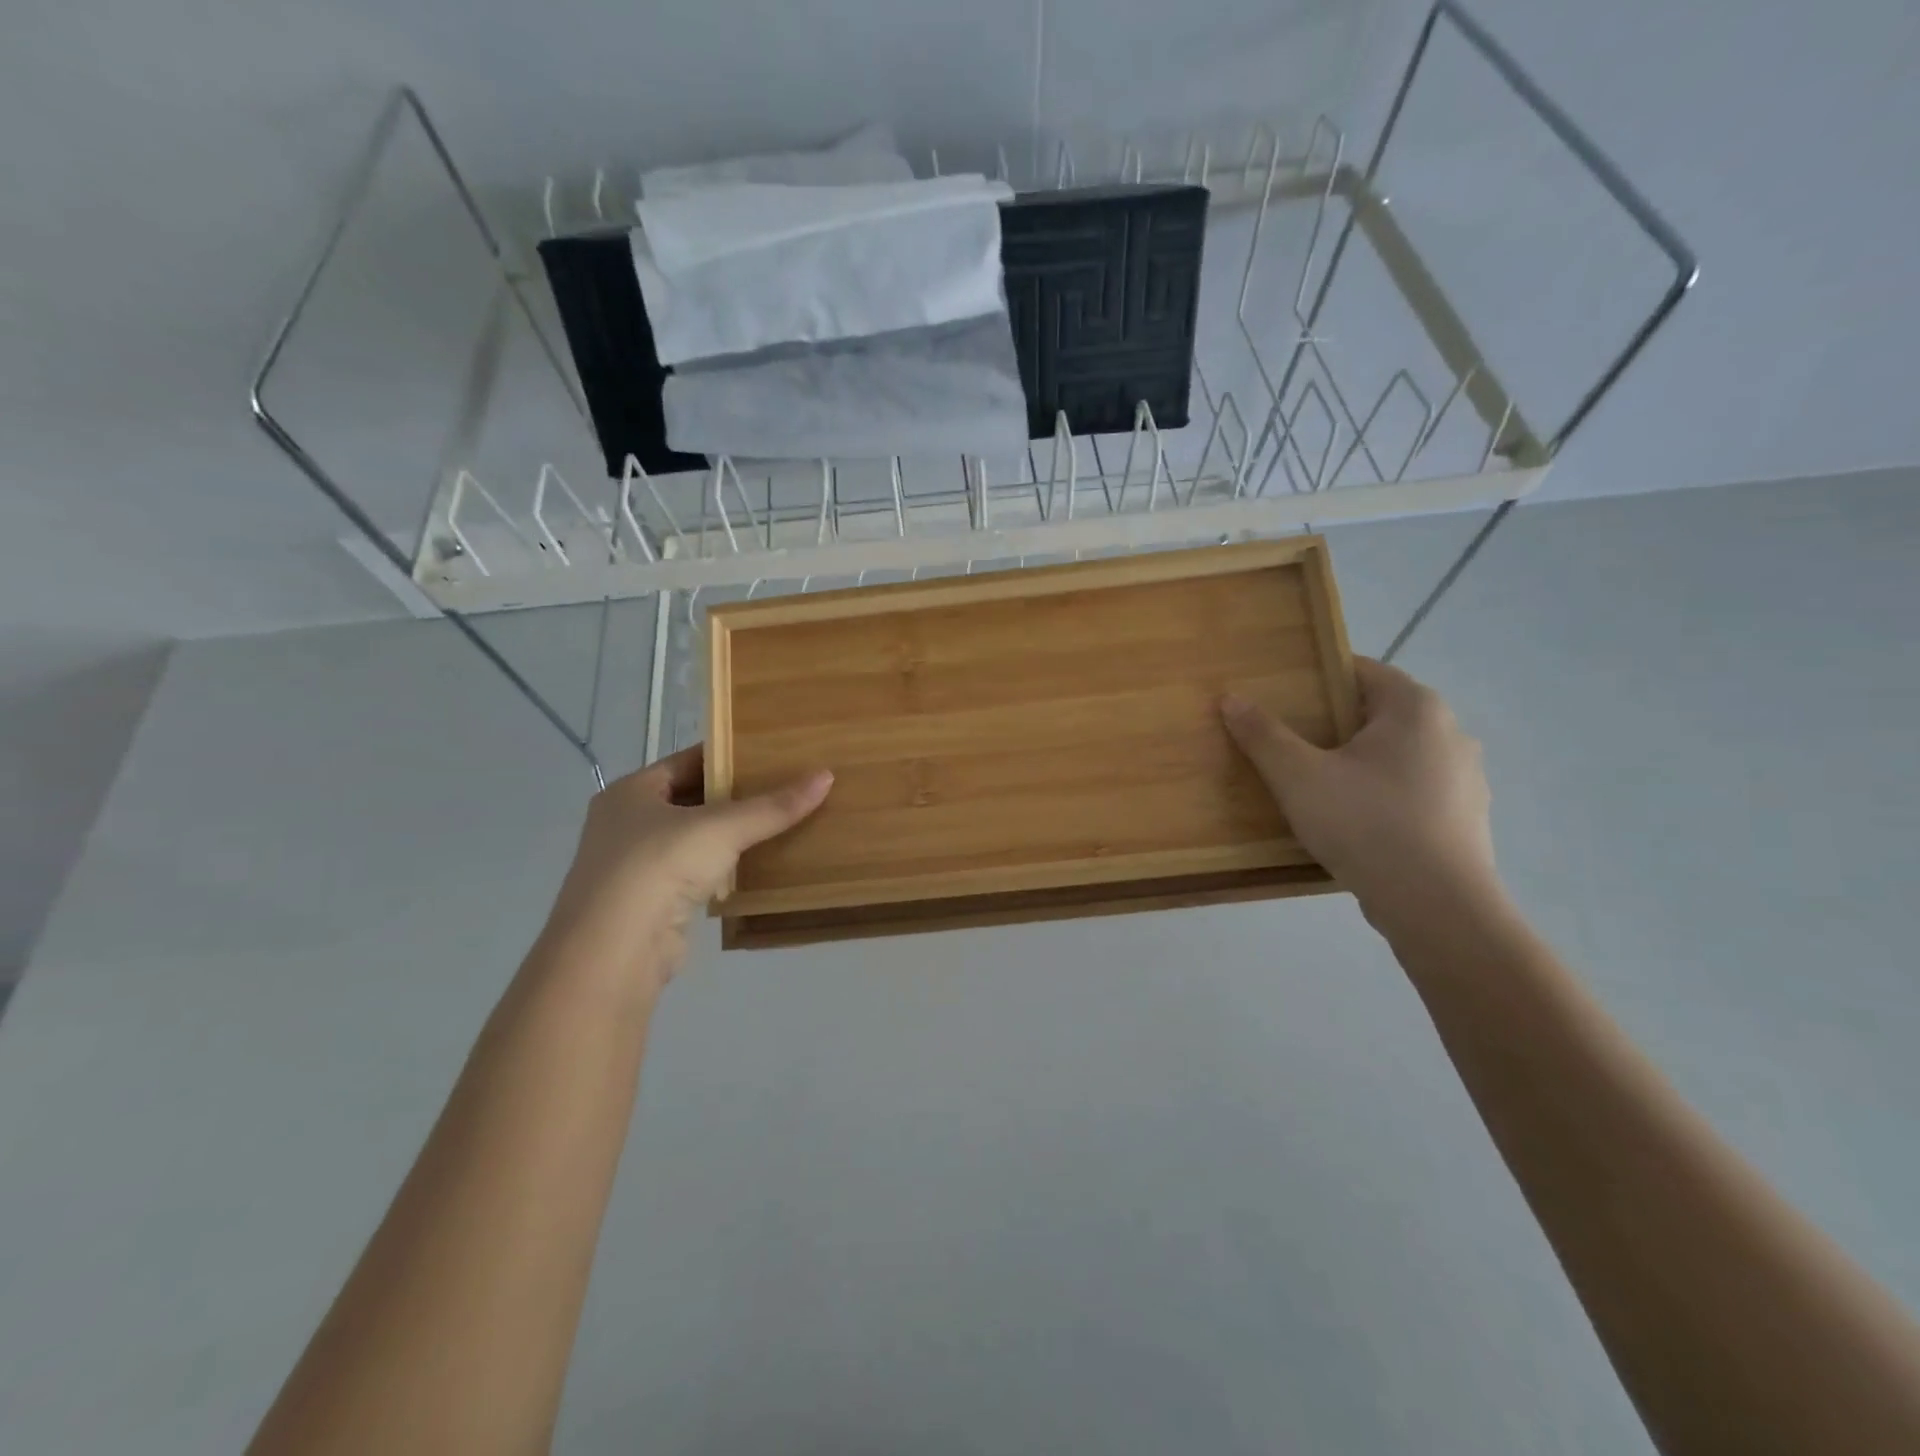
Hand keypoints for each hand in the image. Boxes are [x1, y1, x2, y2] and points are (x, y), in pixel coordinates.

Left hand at [539, 747, 831, 992]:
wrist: (614, 951)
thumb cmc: (659, 867)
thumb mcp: (722, 827)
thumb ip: (773, 806)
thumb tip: (826, 776)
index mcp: (631, 792)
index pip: (687, 761)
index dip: (728, 756)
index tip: (771, 754)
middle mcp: (626, 824)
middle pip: (691, 799)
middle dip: (735, 797)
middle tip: (784, 788)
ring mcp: (634, 866)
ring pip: (693, 840)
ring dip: (729, 836)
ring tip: (779, 824)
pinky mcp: (650, 903)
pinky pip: (694, 874)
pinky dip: (722, 869)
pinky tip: (755, 867)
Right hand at [1221, 658, 1501, 924]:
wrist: (1437, 907)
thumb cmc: (1366, 825)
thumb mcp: (1298, 777)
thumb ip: (1263, 735)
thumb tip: (1231, 699)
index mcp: (1415, 708)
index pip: (1361, 670)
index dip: (1316, 679)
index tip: (1282, 700)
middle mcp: (1451, 732)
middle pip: (1379, 713)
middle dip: (1334, 725)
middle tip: (1290, 745)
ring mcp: (1466, 777)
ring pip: (1398, 755)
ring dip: (1361, 763)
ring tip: (1318, 788)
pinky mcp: (1467, 818)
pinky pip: (1415, 791)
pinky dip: (1384, 795)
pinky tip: (1355, 824)